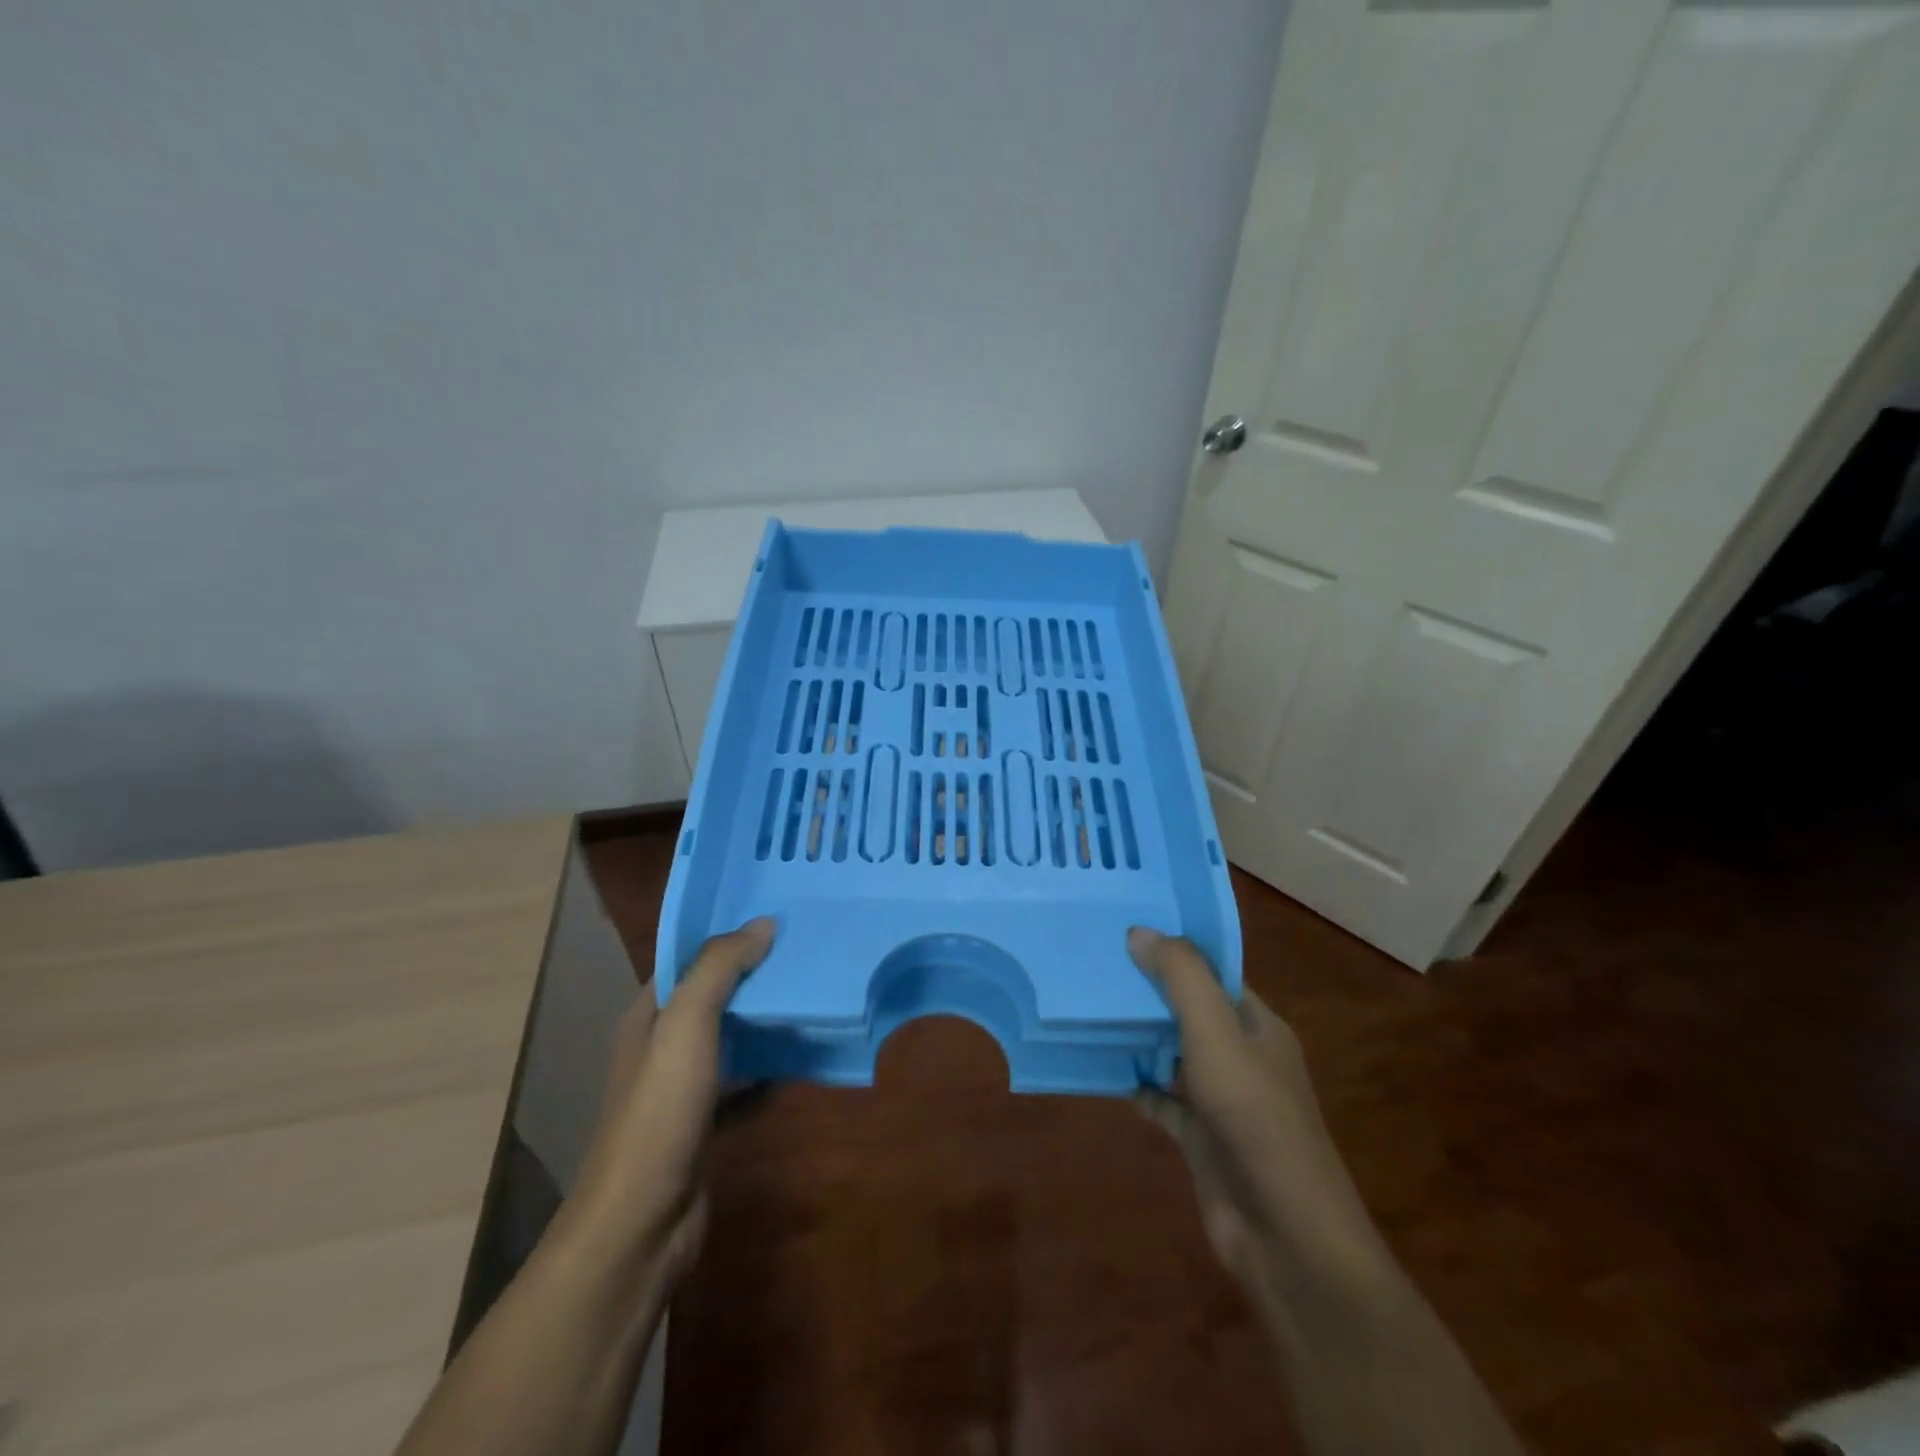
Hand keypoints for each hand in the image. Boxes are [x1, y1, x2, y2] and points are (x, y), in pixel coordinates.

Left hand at [560, 917, 774, 1292]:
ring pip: (730, 1040)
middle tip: (805, 954)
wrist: (642, 1223)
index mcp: (648, 1016)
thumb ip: (720, 968)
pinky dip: (768, 1071)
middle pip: (713, 998)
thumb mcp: (687, 1025)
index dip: (727, 939)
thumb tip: (763, 924)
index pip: (688, 961)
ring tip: (812, 997)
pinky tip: (801, 1061)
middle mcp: (661, 1047)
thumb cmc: (660, 1111)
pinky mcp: (703, 1125)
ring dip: (765, 1023)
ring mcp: (681, 1090)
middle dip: (754, 977)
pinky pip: (742, 1084)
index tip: (776, 920)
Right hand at [1128, 927, 1380, 1296]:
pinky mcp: (1202, 1138)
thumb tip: (1139, 931)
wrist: (1284, 1233)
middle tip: (1096, 965)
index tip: (1126, 931)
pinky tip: (1105, 1072)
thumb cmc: (1254, 1116)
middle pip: (1190, 1010)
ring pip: (1174, 1053)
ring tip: (1090, 1007)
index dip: (1175, 951)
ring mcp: (1222, 1099)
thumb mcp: (1216, 1033)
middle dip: (1149, 991)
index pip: (1214, 973)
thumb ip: (1181, 978)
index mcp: (1257, 1025)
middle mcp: (1242, 1056)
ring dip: (1140, 1036)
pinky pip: (1163, 1099)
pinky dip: (1138, 1085)